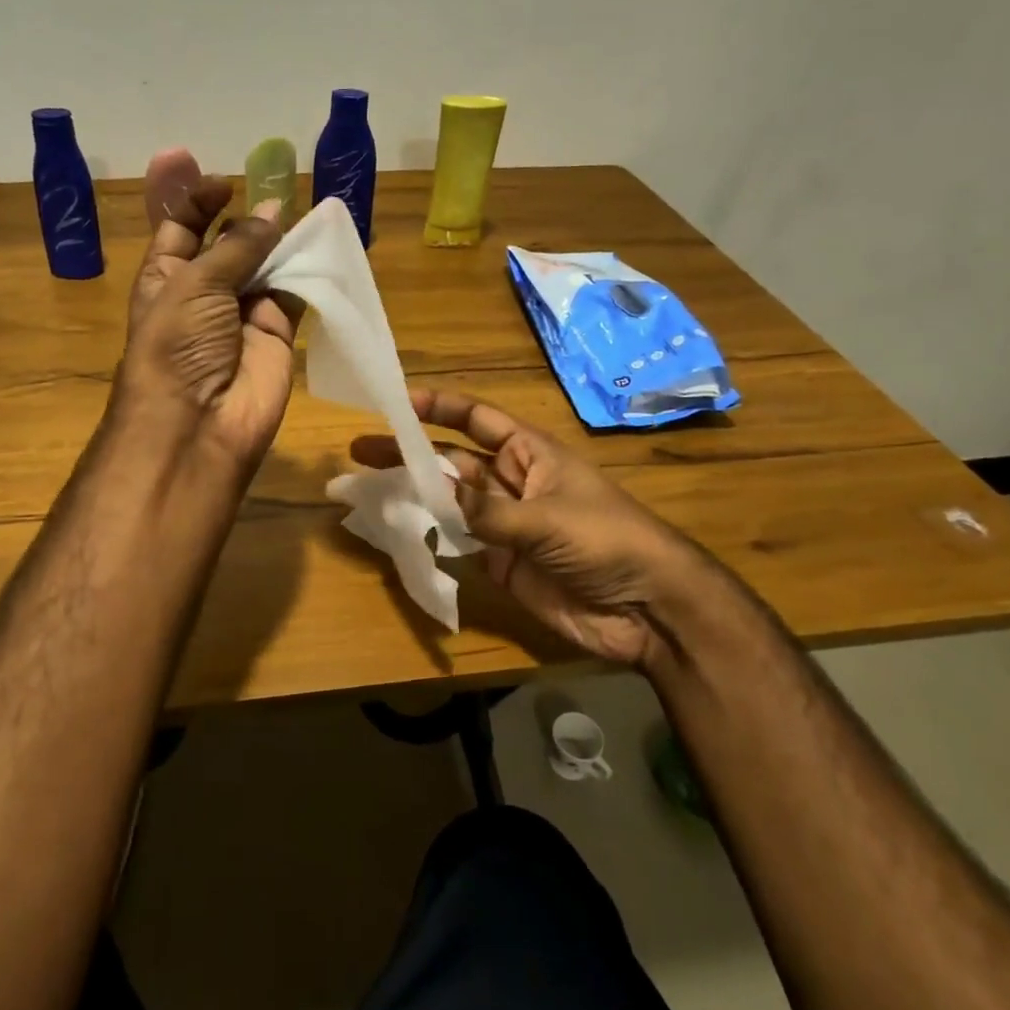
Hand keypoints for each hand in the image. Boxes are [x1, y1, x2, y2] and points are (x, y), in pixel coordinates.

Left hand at [113, 151, 299, 471]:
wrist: (199, 424)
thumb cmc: (178, 345)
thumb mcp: (195, 284)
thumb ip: (237, 246)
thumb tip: (272, 211)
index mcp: (165, 277)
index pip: (181, 228)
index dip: (198, 201)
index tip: (225, 182)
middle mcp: (204, 292)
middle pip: (226, 243)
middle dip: (245, 217)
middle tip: (275, 182)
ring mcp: (242, 312)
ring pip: (265, 264)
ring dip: (279, 239)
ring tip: (301, 205)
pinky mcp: (277, 332)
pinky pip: (294, 291)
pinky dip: (307, 269)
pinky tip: (320, 241)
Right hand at [351, 390, 715, 667]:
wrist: (649, 608)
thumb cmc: (608, 540)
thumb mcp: (548, 519)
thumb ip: (488, 512)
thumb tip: (436, 498)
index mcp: (530, 453)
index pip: (476, 419)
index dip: (438, 407)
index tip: (397, 401)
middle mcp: (511, 482)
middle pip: (451, 460)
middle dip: (409, 452)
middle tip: (360, 449)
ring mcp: (503, 523)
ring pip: (448, 501)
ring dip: (412, 492)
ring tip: (365, 487)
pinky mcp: (500, 562)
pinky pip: (458, 541)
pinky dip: (429, 534)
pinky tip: (396, 528)